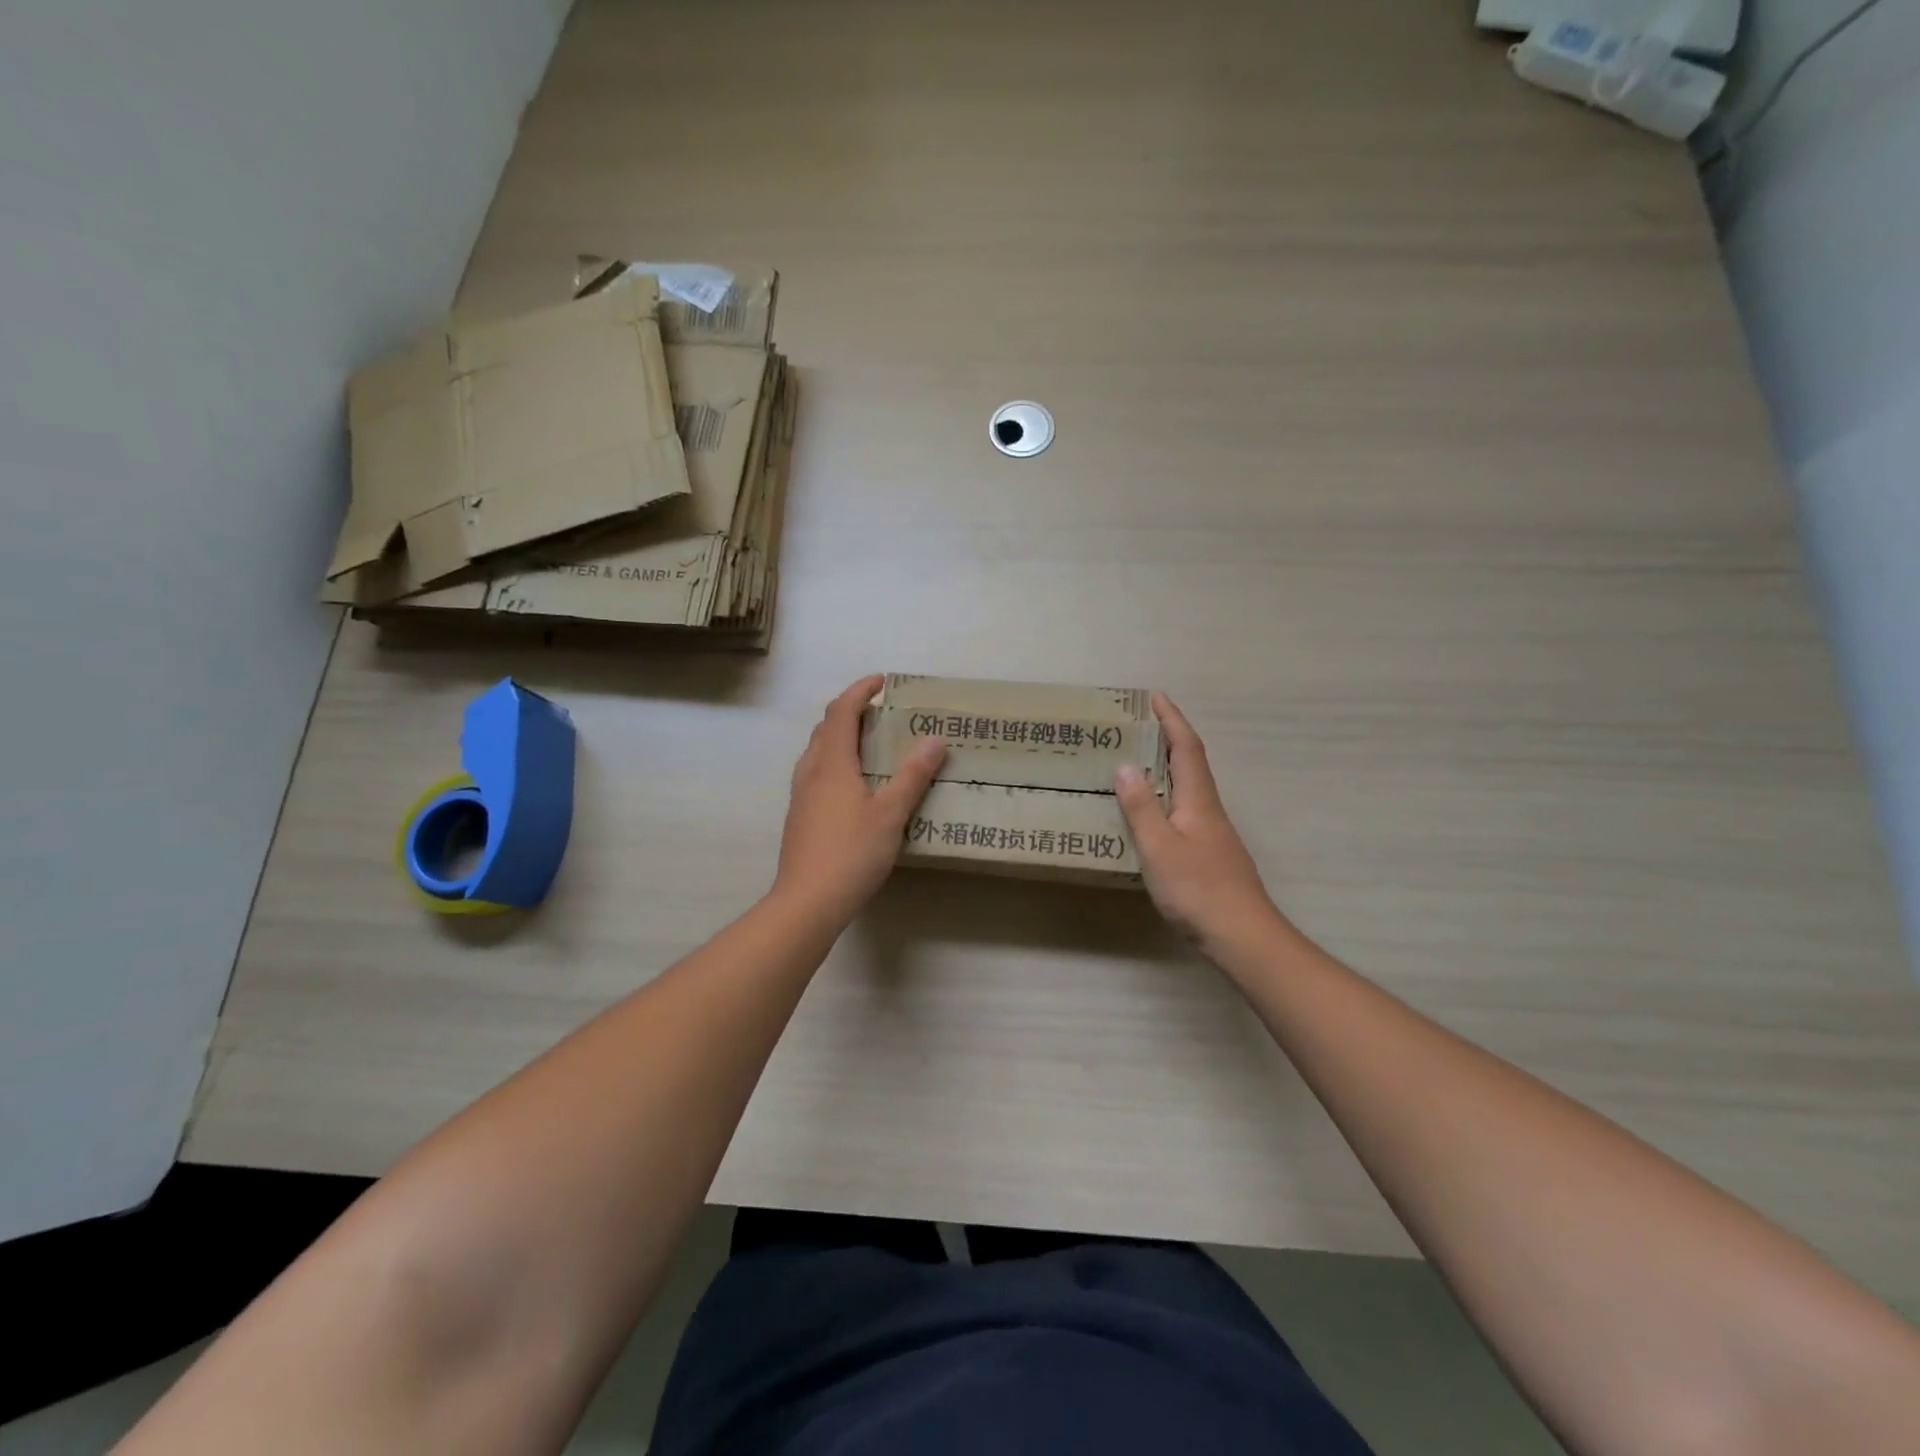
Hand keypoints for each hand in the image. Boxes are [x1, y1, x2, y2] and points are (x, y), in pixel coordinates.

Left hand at [773, 676, 946, 923]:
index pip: (840, 712)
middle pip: (826, 729)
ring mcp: (800, 796)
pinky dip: (837, 763)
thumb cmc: (851, 853)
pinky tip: (855, 787)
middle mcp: (810, 772)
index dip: (859, 691)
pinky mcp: (800, 817)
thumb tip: (934, 739)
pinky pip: (817, 774)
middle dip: (851, 713)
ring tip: (871, 747)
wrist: (806, 902)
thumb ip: (912, 775)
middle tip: (882, 715)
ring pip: (818, 752)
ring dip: (842, 739)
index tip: (881, 682)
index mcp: (831, 764)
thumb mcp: (891, 813)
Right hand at [1114, 693, 1281, 955]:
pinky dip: (1166, 798)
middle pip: (1191, 764)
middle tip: (1138, 726)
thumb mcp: (1159, 847)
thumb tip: (1126, 766)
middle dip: (1168, 739)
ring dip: (1167, 769)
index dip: (1172, 720)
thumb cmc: (1198, 889)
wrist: (1242, 936)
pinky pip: (1184, 812)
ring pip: (1189, 789)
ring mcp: (1213, 833)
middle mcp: (1209, 810)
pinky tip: (1150, 815)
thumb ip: (1142, 807)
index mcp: (1198, 800)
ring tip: (1136, 764)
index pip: (1187, 748)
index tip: (1155, 696)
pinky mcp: (1210, 855)